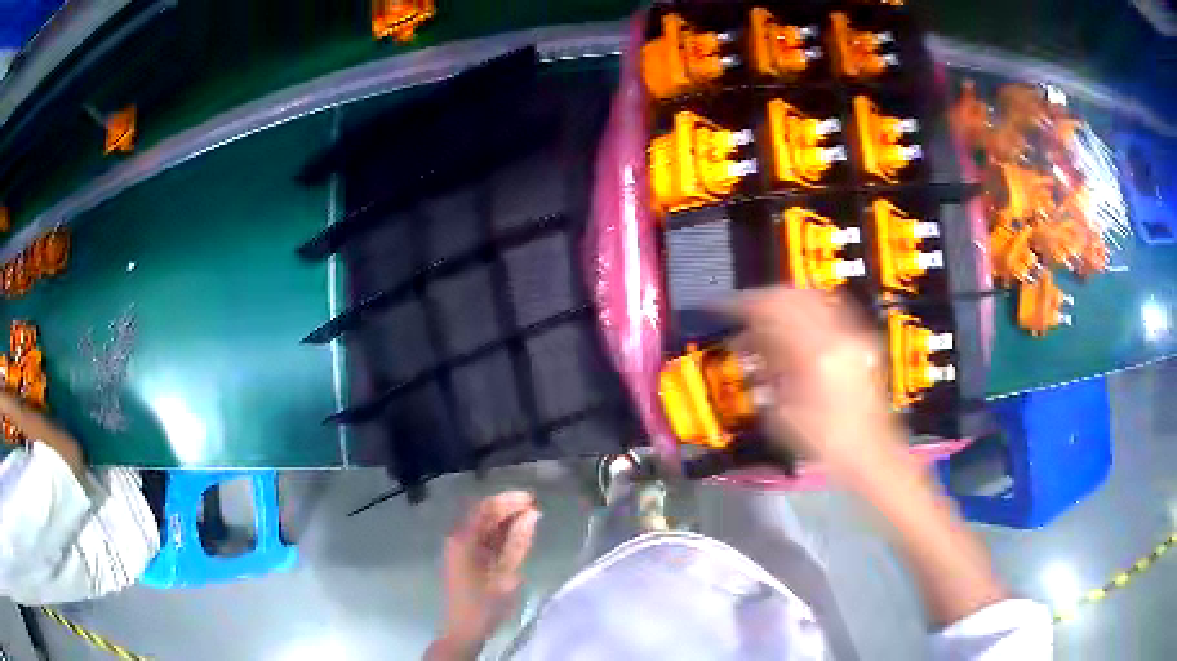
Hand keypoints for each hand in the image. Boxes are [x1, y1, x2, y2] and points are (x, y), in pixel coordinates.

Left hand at [432, 491, 540, 658]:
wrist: (463, 630)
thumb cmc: (485, 605)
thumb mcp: (507, 575)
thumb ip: (518, 543)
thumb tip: (532, 515)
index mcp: (464, 540)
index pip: (486, 508)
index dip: (509, 500)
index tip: (533, 498)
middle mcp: (457, 538)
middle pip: (483, 513)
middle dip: (508, 507)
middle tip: (536, 507)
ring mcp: (459, 548)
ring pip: (483, 524)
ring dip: (505, 519)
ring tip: (531, 518)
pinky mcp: (464, 558)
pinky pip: (482, 537)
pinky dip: (499, 533)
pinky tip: (516, 535)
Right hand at [725, 288, 906, 482]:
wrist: (872, 454)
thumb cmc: (826, 444)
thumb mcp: (785, 415)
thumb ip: (767, 372)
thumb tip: (749, 345)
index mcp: (816, 355)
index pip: (774, 310)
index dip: (745, 305)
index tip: (726, 307)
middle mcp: (838, 336)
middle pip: (795, 296)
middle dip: (765, 300)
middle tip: (745, 311)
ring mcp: (854, 336)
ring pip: (814, 299)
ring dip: (786, 304)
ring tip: (768, 319)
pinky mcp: (862, 342)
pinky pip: (830, 312)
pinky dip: (808, 313)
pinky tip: (797, 328)